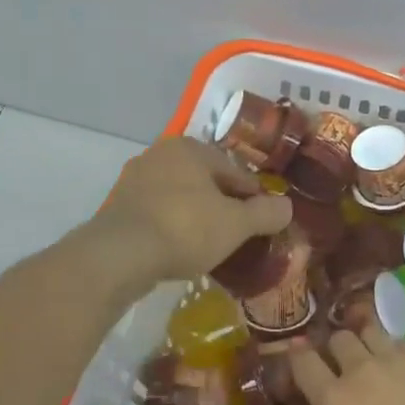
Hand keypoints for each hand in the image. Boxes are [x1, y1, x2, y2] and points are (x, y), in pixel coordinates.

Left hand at [94, 137, 291, 283]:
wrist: (120, 256)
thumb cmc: (185, 228)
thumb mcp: (236, 224)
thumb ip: (265, 213)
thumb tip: (288, 206)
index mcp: (189, 148)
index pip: (234, 170)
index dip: (253, 195)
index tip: (264, 219)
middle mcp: (159, 154)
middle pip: (204, 181)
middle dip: (222, 204)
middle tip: (238, 233)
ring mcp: (134, 180)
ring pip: (179, 196)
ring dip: (195, 215)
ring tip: (210, 244)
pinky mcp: (117, 207)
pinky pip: (157, 213)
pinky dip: (171, 226)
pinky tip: (180, 249)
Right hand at [290, 325, 404, 404]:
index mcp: (335, 403)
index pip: (303, 362)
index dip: (295, 356)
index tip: (296, 360)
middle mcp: (362, 371)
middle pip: (338, 338)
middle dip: (332, 348)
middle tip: (337, 366)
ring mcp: (398, 361)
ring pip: (370, 330)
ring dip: (363, 339)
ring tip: (368, 356)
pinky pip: (401, 342)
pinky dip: (394, 348)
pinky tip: (401, 367)